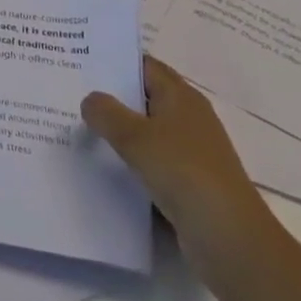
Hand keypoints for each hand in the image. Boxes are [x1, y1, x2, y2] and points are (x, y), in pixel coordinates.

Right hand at [81, 54, 275, 293]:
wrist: (230, 240)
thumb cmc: (184, 173)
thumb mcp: (136, 137)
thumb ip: (106, 113)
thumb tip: (89, 99)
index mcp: (181, 96)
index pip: (144, 66)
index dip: (114, 61)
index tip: (79, 60)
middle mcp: (188, 118)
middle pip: (143, 98)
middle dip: (110, 98)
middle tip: (70, 94)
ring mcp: (190, 153)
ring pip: (145, 134)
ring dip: (118, 134)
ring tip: (78, 130)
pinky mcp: (188, 184)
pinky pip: (151, 164)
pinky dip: (130, 164)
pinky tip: (102, 169)